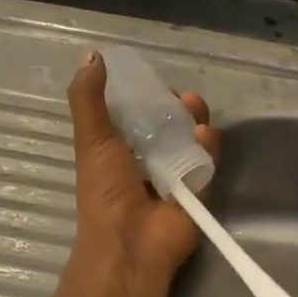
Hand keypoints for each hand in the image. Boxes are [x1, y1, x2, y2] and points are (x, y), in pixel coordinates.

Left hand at [65, 52, 215, 285]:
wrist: (129, 242)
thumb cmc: (105, 190)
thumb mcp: (91, 138)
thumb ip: (88, 98)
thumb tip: (91, 55)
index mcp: (119, 150)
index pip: (138, 114)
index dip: (147, 96)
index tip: (153, 83)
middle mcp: (147, 161)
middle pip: (170, 124)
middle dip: (177, 107)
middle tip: (182, 98)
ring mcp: (175, 176)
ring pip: (192, 140)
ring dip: (195, 121)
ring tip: (194, 111)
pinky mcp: (199, 190)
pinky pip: (208, 162)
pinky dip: (209, 147)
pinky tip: (203, 136)